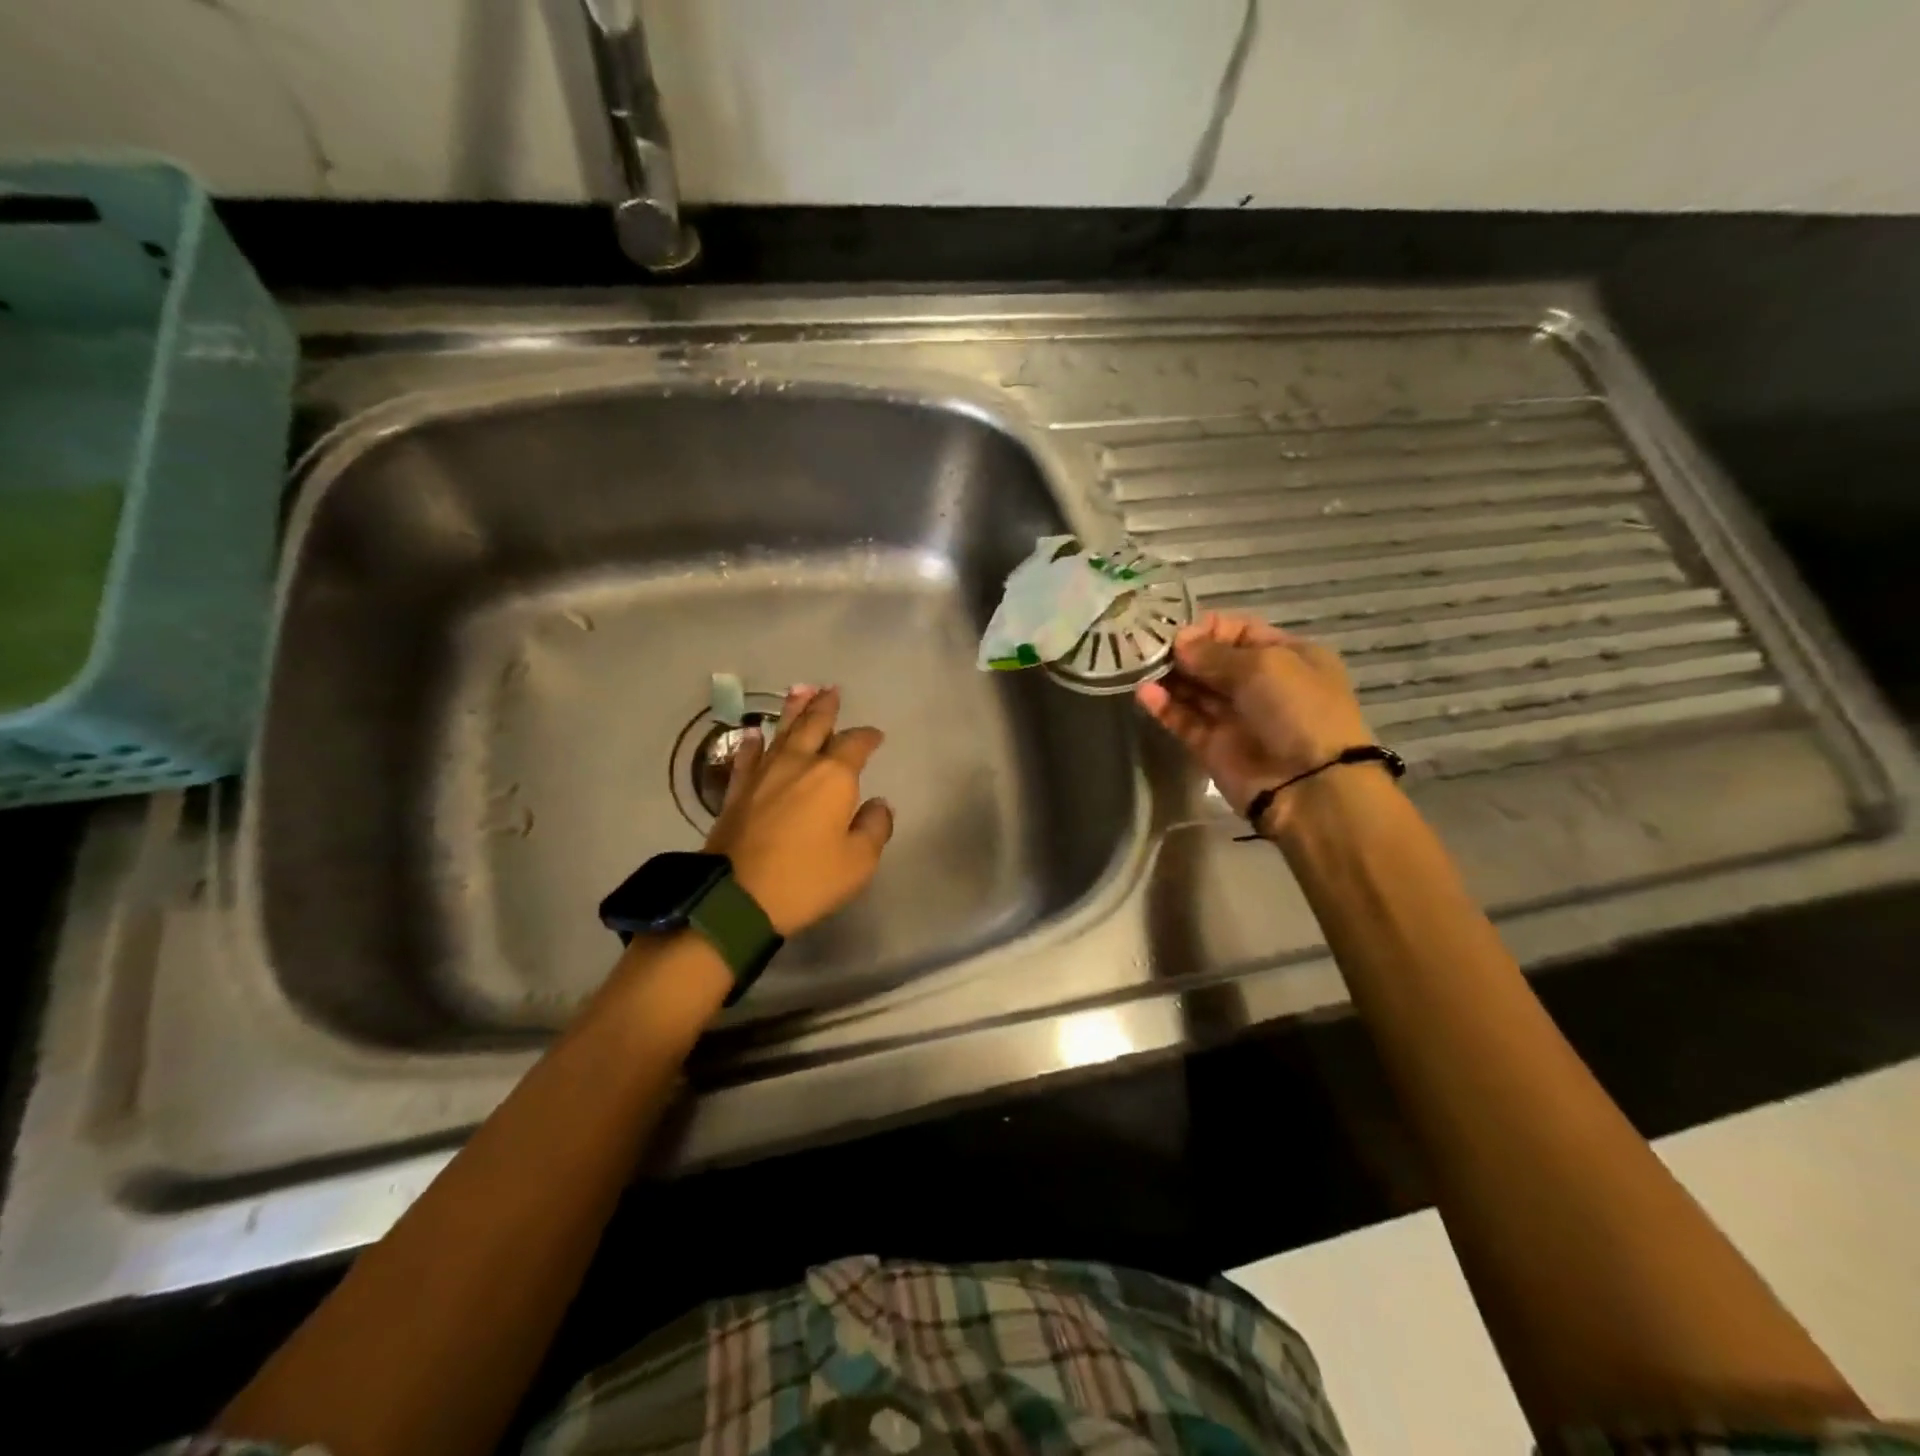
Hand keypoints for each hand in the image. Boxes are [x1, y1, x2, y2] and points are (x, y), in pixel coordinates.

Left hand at [703, 685, 893, 935]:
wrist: (737, 897)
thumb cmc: (806, 879)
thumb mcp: (857, 862)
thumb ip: (874, 828)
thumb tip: (879, 804)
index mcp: (833, 777)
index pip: (855, 745)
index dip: (867, 737)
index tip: (875, 735)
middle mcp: (798, 764)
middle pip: (814, 726)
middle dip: (825, 707)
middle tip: (831, 689)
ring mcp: (763, 774)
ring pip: (781, 732)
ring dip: (793, 710)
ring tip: (800, 689)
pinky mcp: (737, 791)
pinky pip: (747, 757)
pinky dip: (753, 742)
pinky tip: (755, 733)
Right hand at [1135, 611, 1376, 833]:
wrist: (1310, 786)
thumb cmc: (1297, 710)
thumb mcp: (1263, 665)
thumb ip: (1213, 653)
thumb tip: (1179, 642)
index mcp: (1286, 656)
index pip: (1238, 631)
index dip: (1206, 629)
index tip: (1173, 631)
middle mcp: (1260, 684)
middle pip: (1212, 661)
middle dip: (1181, 652)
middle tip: (1145, 647)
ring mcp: (1235, 717)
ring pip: (1194, 690)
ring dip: (1169, 677)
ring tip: (1138, 666)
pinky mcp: (1213, 746)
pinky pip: (1184, 720)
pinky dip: (1164, 707)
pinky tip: (1144, 693)